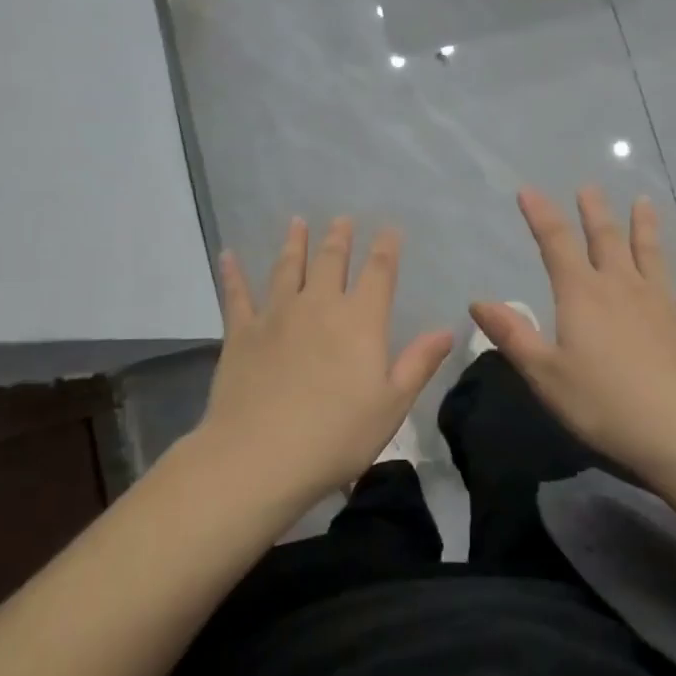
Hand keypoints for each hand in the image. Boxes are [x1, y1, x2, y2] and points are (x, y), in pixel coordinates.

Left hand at [198, 216, 454, 502]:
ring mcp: (276, 316)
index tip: (389, 229)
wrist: (260, 456)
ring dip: (294, 243)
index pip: (378, 273)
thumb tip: (447, 329)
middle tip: (341, 219)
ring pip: (287, 269)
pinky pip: (237, 295)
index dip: (386, 248)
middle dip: (339, 238)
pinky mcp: (241, 333)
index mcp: (360, 321)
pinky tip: (228, 255)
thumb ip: (418, 363)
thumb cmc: (337, 436)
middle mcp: (319, 306)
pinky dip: (232, 273)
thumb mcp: (392, 404)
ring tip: (296, 222)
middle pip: (332, 262)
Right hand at [469, 186, 675, 478]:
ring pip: (651, 255)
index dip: (540, 215)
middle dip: (594, 212)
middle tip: (589, 187)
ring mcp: (662, 304)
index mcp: (582, 295)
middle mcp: (622, 288)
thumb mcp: (545, 374)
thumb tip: (478, 301)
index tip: (528, 190)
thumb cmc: (604, 404)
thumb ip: (513, 335)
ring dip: (645, 227)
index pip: (556, 244)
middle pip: (606, 240)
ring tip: (644, 202)